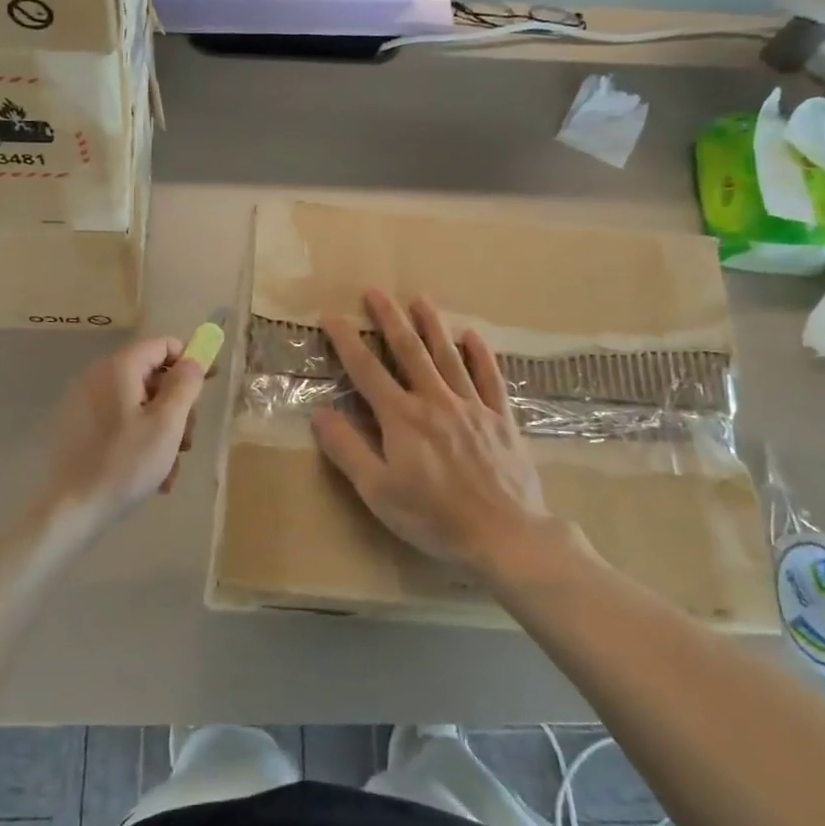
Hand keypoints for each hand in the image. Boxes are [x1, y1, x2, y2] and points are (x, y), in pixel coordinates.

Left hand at [37, 336, 208, 532]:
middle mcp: (99, 377)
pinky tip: (153, 475)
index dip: (189, 361)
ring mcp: (86, 403)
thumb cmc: (126, 463)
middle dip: (177, 408)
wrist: (72, 509)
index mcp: (118, 368)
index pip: (162, 345)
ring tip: (170, 468)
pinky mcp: (80, 427)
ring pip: (140, 405)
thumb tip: (193, 360)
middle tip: (187, 442)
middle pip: (152, 377)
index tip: (209, 386)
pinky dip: (141, 441)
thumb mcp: (167, 424)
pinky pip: (121, 422)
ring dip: (163, 432)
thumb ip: (184, 385)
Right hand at [313, 290, 583, 578]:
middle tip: (375, 291)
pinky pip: (490, 378)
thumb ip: (347, 450)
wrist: (505, 534)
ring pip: (448, 356)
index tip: (331, 315)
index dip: (346, 341)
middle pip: (409, 351)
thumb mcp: (378, 491)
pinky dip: (480, 355)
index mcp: (401, 418)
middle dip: (389, 319)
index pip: (366, 370)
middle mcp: (435, 401)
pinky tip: (473, 336)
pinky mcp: (501, 419)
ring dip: (432, 325)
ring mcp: (472, 407)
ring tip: (420, 299)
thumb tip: (319, 413)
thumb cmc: (435, 517)